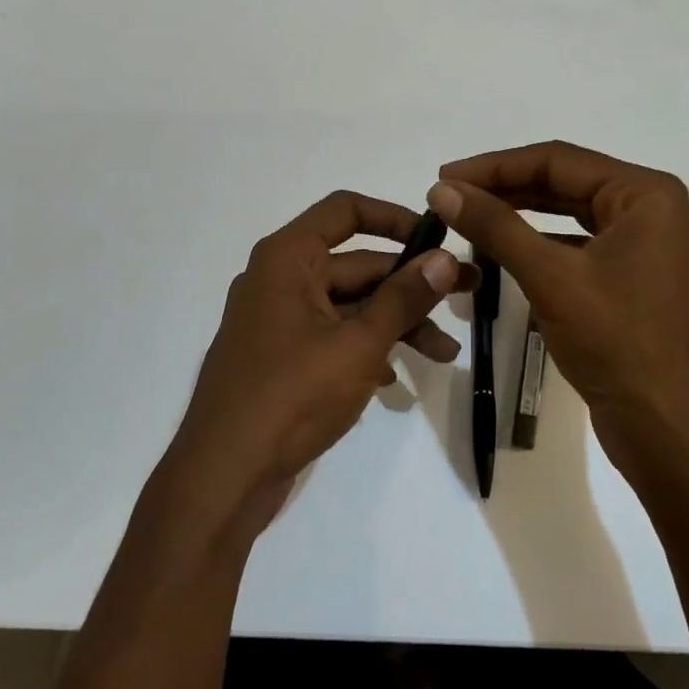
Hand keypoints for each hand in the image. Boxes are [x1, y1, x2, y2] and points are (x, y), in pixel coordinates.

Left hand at [163, 191, 464, 535]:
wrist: (222, 478)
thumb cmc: (290, 396)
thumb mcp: (358, 344)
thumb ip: (403, 298)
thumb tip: (445, 258)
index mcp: (288, 258)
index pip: (345, 210)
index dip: (394, 217)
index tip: (437, 238)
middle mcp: (280, 279)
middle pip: (356, 264)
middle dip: (411, 284)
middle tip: (466, 294)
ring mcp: (278, 320)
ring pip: (349, 305)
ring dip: (396, 324)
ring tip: (445, 354)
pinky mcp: (281, 358)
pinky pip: (332, 337)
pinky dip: (365, 349)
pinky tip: (395, 379)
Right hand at [429, 142, 688, 475]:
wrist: (667, 429)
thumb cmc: (617, 342)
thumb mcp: (550, 277)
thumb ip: (495, 226)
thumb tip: (442, 189)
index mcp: (644, 194)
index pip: (557, 160)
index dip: (495, 166)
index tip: (444, 176)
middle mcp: (648, 208)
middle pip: (563, 181)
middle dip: (504, 187)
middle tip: (448, 195)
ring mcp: (641, 243)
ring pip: (567, 212)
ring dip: (517, 213)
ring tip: (466, 215)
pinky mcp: (628, 274)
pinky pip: (574, 242)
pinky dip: (536, 242)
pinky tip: (499, 249)